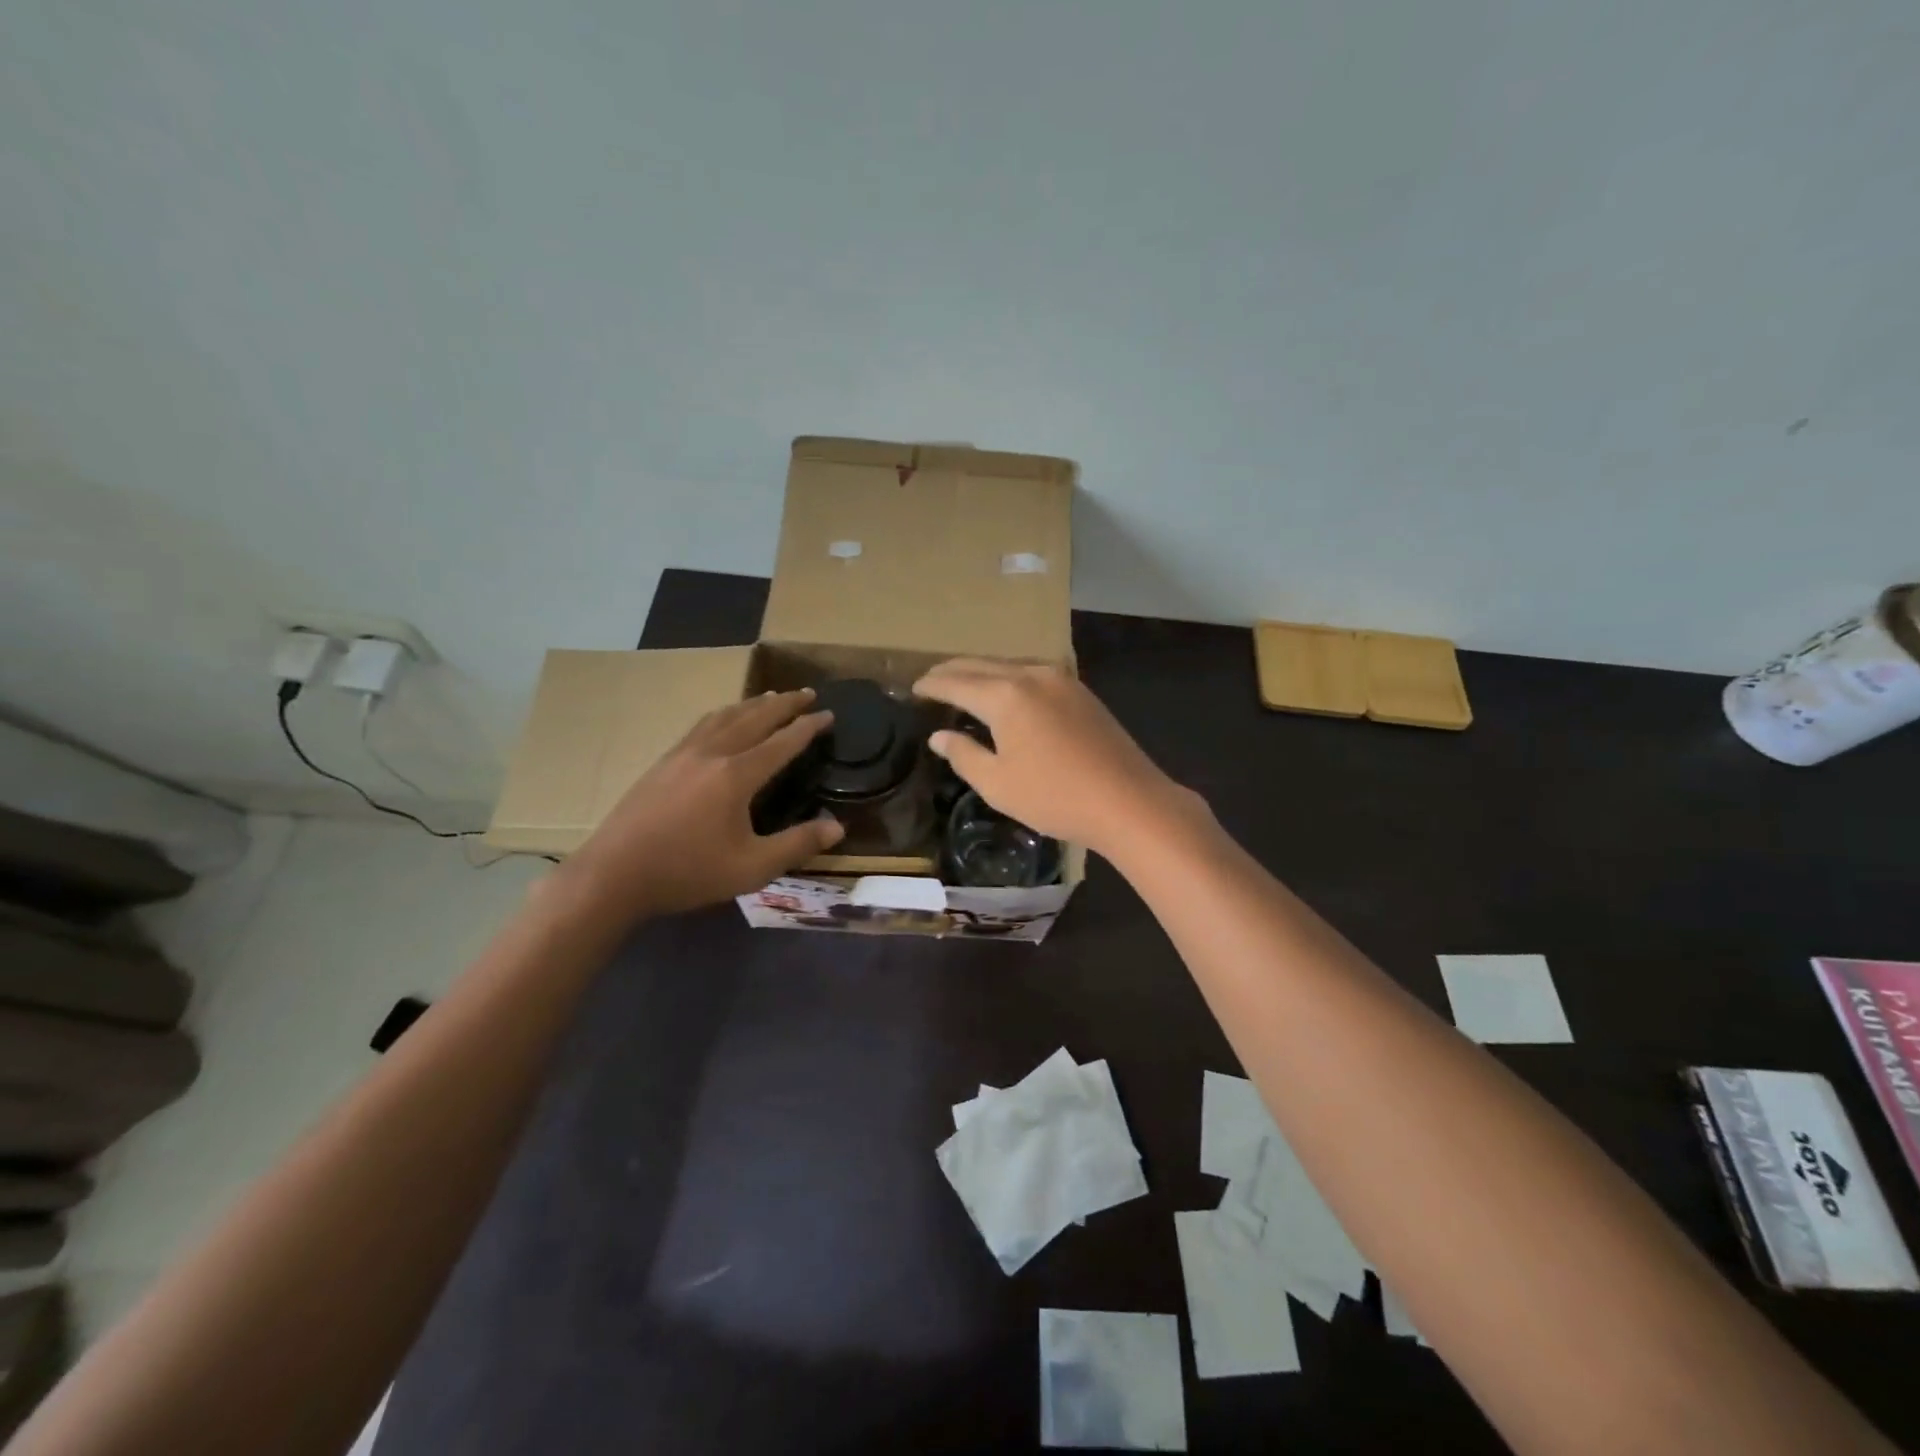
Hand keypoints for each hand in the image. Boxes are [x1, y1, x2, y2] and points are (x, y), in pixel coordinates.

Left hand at [560, 688, 843, 923]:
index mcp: (736, 775)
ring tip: (771, 698)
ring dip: (753, 704)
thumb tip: (837, 827)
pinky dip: (724, 714)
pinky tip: (722, 720)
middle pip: (754, 718)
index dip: (808, 727)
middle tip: (808, 692)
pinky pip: (702, 725)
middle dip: (784, 704)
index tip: (828, 714)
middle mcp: (712, 754)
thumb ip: (797, 845)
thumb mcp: (752, 868)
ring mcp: (682, 754)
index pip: (782, 742)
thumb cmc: (687, 872)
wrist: (614, 874)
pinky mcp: (663, 762)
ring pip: (724, 716)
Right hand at [913, 659, 1206, 857]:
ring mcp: (1061, 679)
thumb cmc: (1055, 797)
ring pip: (1009, 666)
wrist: (1129, 801)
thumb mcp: (998, 784)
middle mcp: (1031, 675)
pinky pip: (1032, 675)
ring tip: (963, 685)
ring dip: (981, 672)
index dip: (931, 685)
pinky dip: (1008, 679)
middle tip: (930, 681)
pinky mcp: (1081, 691)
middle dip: (952, 671)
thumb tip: (939, 735)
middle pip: (981, 665)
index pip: (956, 682)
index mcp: (1005, 695)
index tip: (913, 689)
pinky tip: (1005, 694)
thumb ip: (963, 754)